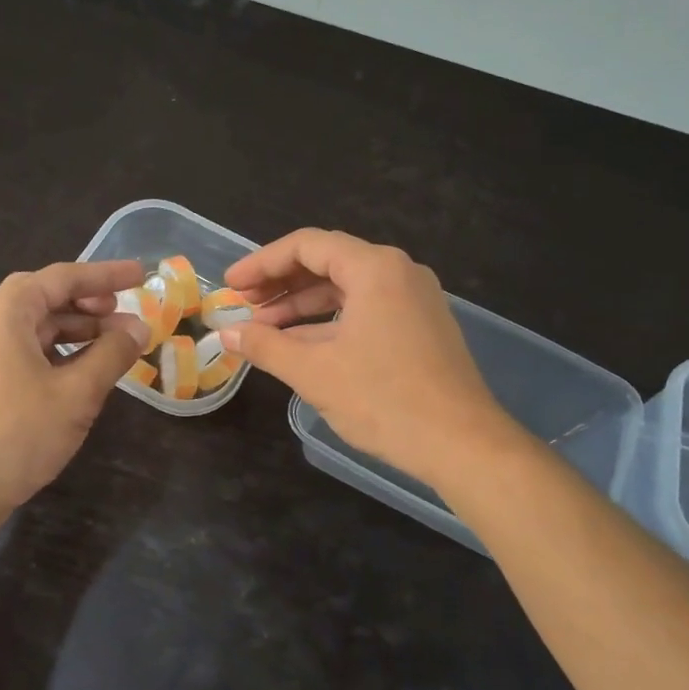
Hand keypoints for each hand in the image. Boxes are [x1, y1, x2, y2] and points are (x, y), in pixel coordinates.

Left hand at [0, 259, 148, 531]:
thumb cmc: (17, 432)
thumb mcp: (77, 392)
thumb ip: (112, 354)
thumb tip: (138, 327)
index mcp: (8, 313)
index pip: (63, 277)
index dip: (105, 275)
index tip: (140, 276)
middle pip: (46, 299)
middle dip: (90, 303)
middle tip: (125, 312)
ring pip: (38, 329)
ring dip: (78, 331)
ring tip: (115, 345)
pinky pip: (29, 353)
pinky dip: (61, 354)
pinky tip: (85, 374)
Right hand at [222, 229, 514, 486]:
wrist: (461, 444)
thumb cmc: (384, 400)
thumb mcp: (314, 371)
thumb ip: (265, 346)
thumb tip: (226, 333)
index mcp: (375, 268)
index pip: (306, 246)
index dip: (261, 263)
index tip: (231, 285)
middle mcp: (399, 272)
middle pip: (328, 262)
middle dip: (280, 285)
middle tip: (243, 306)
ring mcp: (415, 300)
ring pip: (347, 290)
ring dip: (303, 307)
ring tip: (263, 331)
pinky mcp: (421, 327)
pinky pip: (366, 311)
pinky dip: (331, 322)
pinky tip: (301, 346)